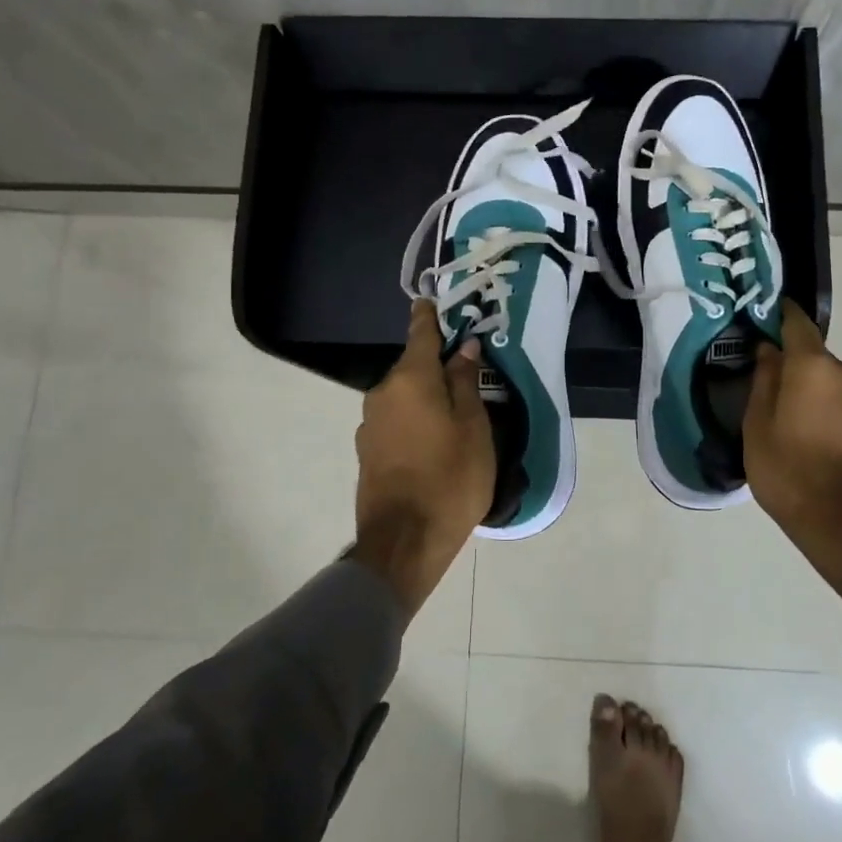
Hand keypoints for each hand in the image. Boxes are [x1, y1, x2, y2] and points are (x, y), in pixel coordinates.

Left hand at [352, 301, 496, 615]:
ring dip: (425, 397)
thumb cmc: (450, 478)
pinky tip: (434, 442)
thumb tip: (462, 349)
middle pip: (412, 368)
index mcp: (410, 379)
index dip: (428, 316)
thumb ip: (465, 382)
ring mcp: (370, 424)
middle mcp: (382, 393)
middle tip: (466, 373)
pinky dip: (414, 420)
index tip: (430, 300)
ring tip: (455, 415)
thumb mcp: (473, 427)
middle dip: (435, 366)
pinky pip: (396, 420)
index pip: (420, 334)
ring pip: (404, 397)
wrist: (404, 541)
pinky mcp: (368, 451)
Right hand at [745, 299, 841, 592]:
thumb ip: (763, 383)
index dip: (782, 315)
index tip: (769, 314)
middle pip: (818, 362)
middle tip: (774, 398)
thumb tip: (769, 352)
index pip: (798, 324)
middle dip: (797, 372)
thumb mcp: (757, 428)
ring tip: (798, 432)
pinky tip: (823, 452)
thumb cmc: (789, 473)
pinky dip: (837, 422)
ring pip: (837, 390)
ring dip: (819, 399)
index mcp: (814, 368)